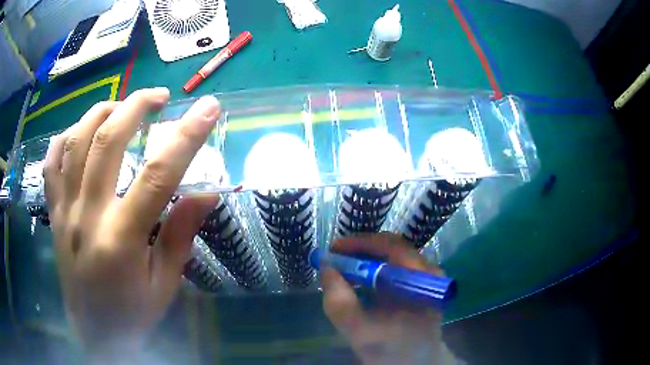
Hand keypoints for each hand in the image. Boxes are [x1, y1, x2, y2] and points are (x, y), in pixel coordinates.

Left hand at [43, 88, 219, 358]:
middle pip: (107, 140)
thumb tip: (205, 194)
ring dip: (101, 111)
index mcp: (121, 239)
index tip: (209, 107)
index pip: (158, 175)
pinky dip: (65, 137)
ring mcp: (65, 210)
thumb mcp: (164, 285)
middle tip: (159, 96)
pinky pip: (52, 163)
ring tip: (122, 105)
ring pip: (76, 141)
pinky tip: (80, 130)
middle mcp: (87, 215)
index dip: (186, 136)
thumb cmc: (132, 314)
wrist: (94, 334)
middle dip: (137, 106)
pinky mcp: (54, 213)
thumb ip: (180, 236)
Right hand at [322, 233, 449, 364]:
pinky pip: (396, 267)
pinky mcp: (422, 285)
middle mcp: (429, 271)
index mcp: (421, 278)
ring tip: (344, 269)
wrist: (415, 363)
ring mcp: (427, 277)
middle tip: (335, 258)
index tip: (333, 249)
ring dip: (366, 259)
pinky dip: (375, 270)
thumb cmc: (391, 349)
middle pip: (392, 248)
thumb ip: (338, 300)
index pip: (390, 246)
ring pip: (393, 256)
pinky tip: (360, 280)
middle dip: (360, 251)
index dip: (359, 244)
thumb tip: (326, 267)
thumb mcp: (359, 329)